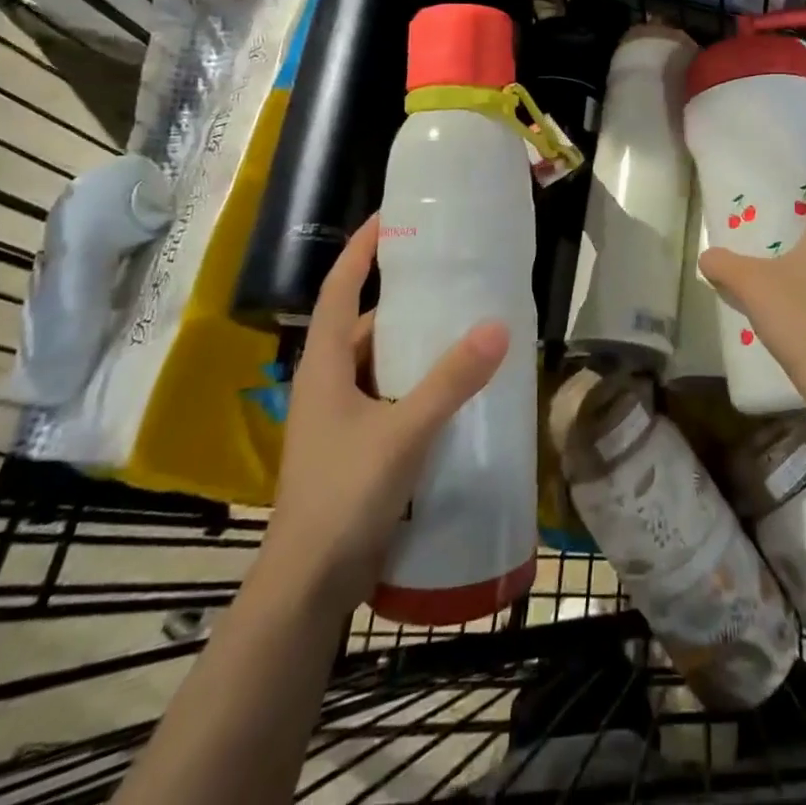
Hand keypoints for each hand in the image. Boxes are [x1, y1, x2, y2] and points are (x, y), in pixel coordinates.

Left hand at [262, 216, 509, 601]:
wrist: (309, 587)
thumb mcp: (403, 432)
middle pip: (366, 323)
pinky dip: (420, 381)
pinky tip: (456, 385)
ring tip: (464, 322)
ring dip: (417, 343)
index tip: (390, 218)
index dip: (361, 251)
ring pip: (382, 362)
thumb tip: (496, 325)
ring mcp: (342, 417)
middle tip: (452, 274)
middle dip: (404, 297)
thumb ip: (451, 380)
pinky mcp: (358, 445)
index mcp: (325, 366)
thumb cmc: (344, 497)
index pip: (339, 290)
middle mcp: (329, 383)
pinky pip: (392, 394)